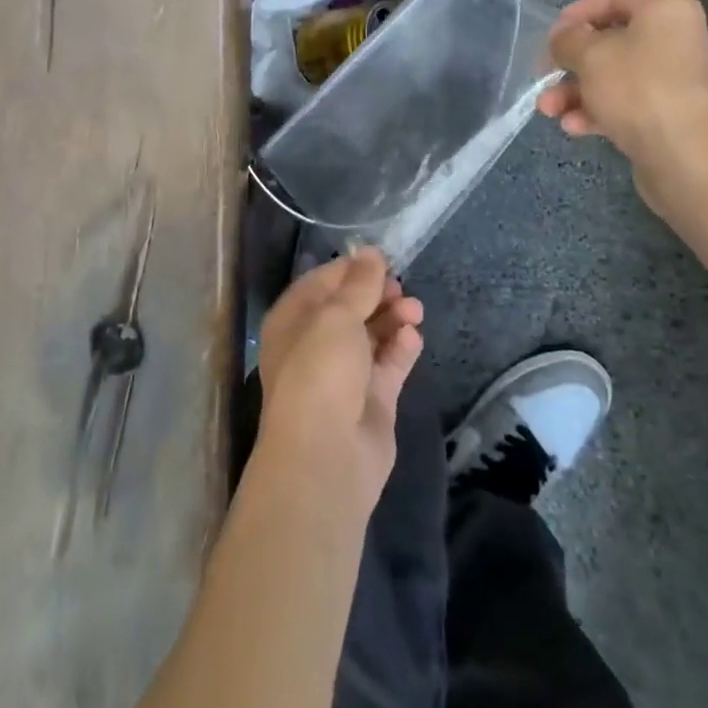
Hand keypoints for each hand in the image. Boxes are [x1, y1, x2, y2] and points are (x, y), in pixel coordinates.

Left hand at [255, 248, 423, 514]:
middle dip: (377, 294)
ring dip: (393, 318)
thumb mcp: (336, 316)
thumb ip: (358, 284)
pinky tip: (414, 336)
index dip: (352, 270)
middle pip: (350, 308)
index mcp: (293, 321)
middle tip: (400, 288)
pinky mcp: (372, 399)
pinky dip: (401, 348)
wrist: (327, 455)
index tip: (383, 260)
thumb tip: (370, 252)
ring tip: (414, 310)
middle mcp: (315, 344)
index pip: (323, 283)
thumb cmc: (320, 371)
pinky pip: (389, 364)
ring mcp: (345, 374)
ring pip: (372, 335)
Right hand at [537, 0, 707, 196]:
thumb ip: (567, 40)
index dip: (578, 12)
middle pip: (610, 40)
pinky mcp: (667, 113)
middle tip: (543, 76)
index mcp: (665, 10)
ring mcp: (673, 79)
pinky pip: (625, 103)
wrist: (687, 156)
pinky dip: (597, 111)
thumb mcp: (590, 55)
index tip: (552, 36)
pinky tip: (574, 127)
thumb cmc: (638, 89)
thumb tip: (562, 37)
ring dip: (575, 91)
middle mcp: (674, 39)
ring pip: (613, 76)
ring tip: (549, 110)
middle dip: (570, 62)